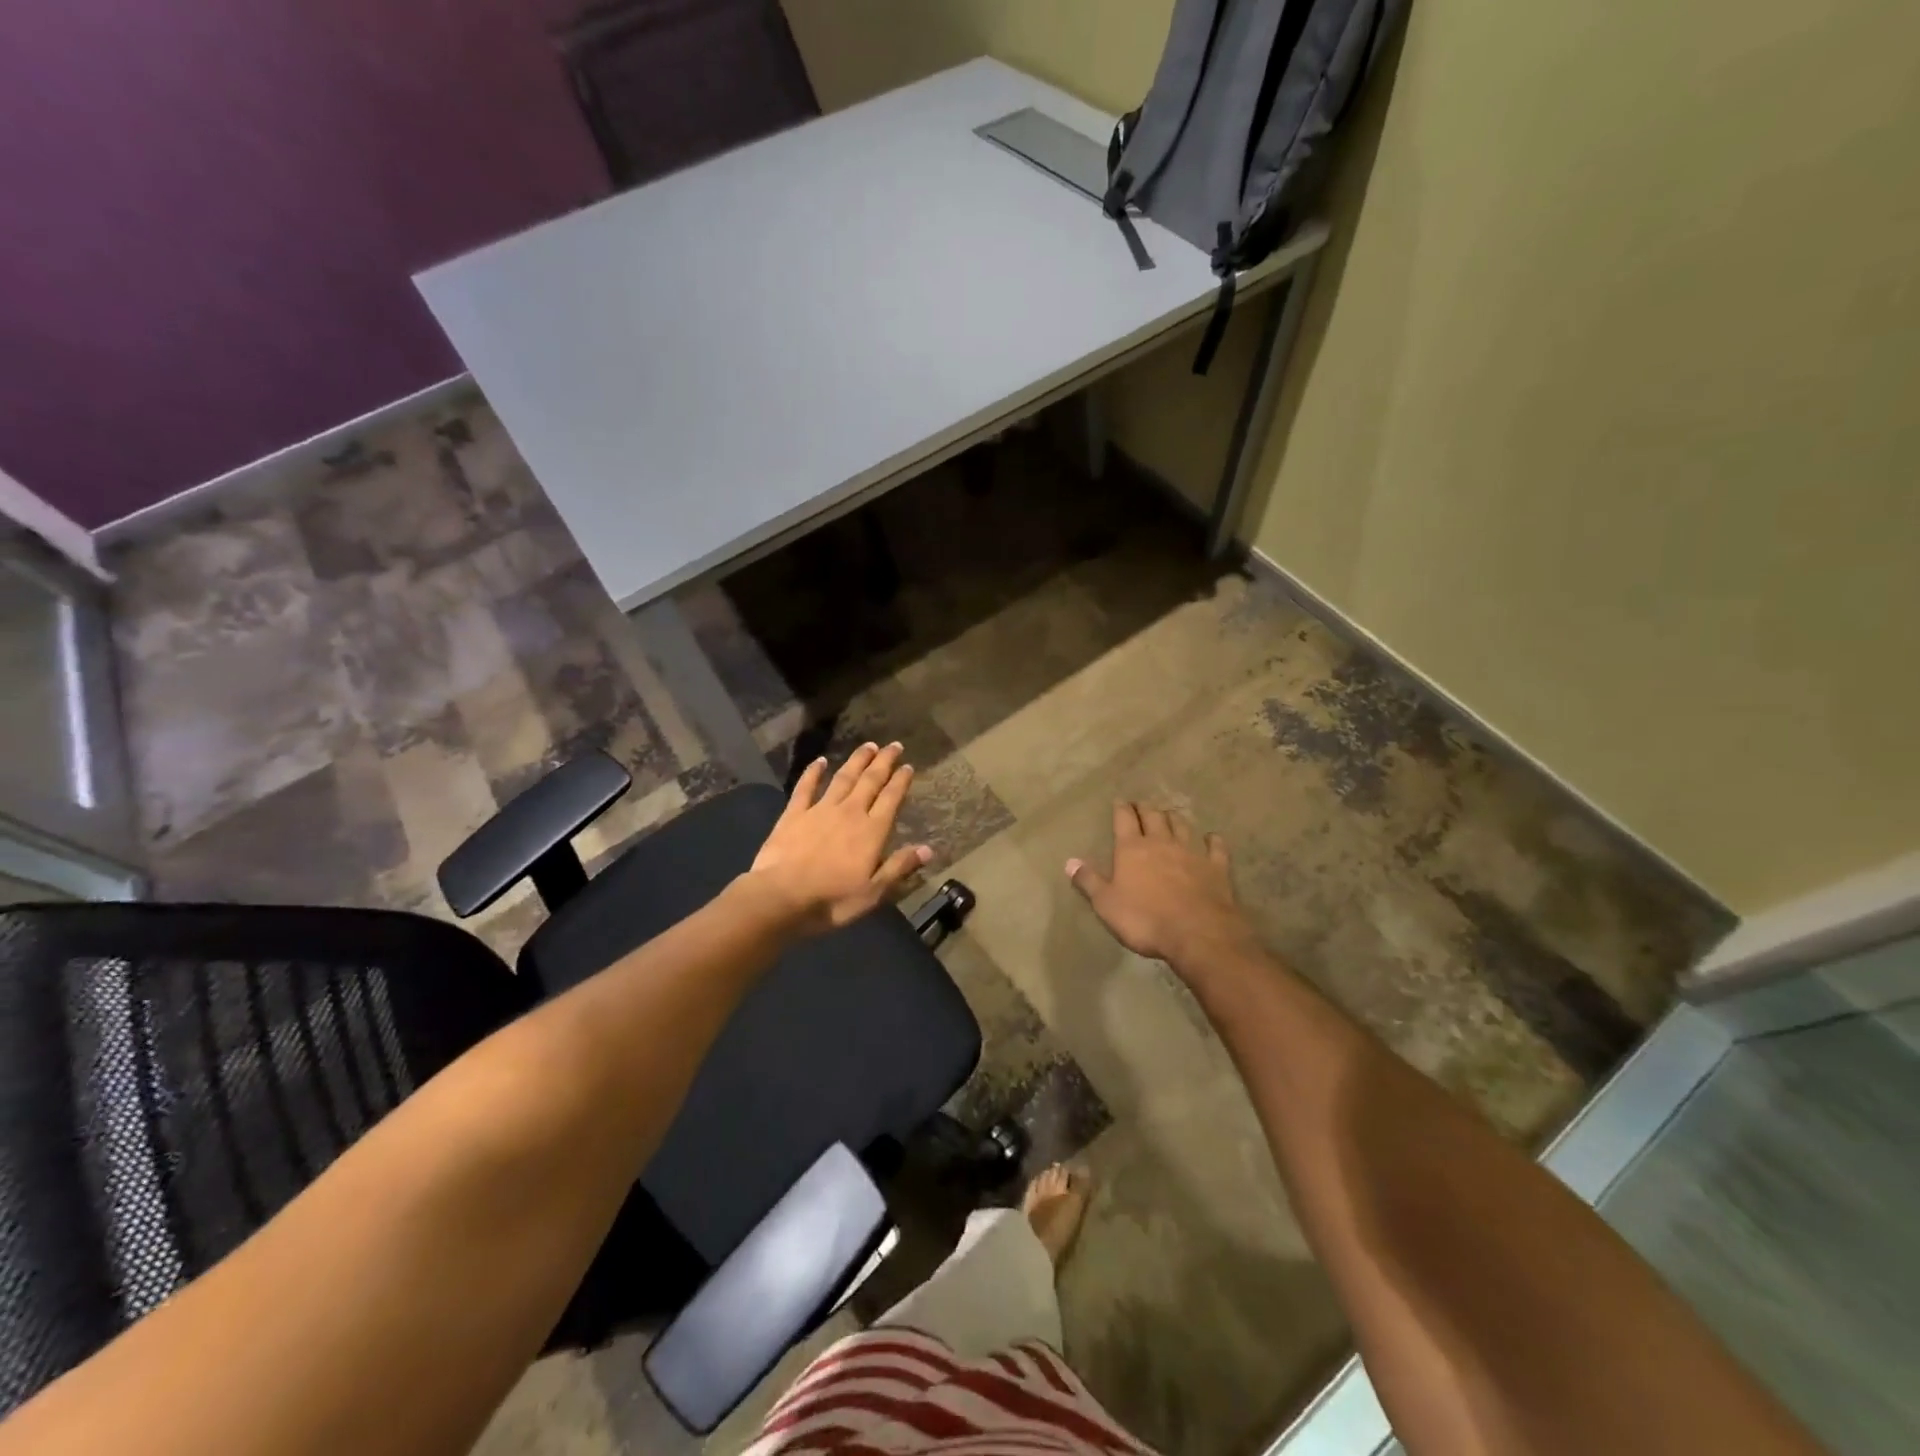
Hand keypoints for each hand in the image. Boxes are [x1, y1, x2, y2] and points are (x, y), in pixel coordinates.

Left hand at [748, 743, 932, 933]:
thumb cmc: (832, 900)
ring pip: (843, 778)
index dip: (901, 781)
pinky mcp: (794, 813)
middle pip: (870, 781)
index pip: (891, 799)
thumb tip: (928, 849)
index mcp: (872, 831)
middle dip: (884, 762)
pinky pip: (806, 786)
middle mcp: (850, 812)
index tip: (908, 766)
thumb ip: (899, 867)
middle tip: (894, 745)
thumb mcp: (873, 892)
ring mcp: (820, 809)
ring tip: (868, 746)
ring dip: (857, 760)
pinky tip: (820, 761)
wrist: (781, 897)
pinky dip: (814, 772)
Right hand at [1067, 802, 1255, 970]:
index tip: (1119, 801)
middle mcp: (1161, 842)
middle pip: (1153, 816)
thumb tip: (1069, 861)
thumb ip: (1089, 881)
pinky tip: (1211, 837)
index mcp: (1132, 849)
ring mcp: (1191, 852)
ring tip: (1169, 815)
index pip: (1124, 819)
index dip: (1121, 808)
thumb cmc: (1144, 919)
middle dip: (1145, 808)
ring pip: (1182, 825)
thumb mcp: (1106, 904)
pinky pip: (1215, 846)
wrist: (1197, 933)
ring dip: (1174, 818)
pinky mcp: (1216, 867)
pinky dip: (1211, 839)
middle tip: (1141, 805)